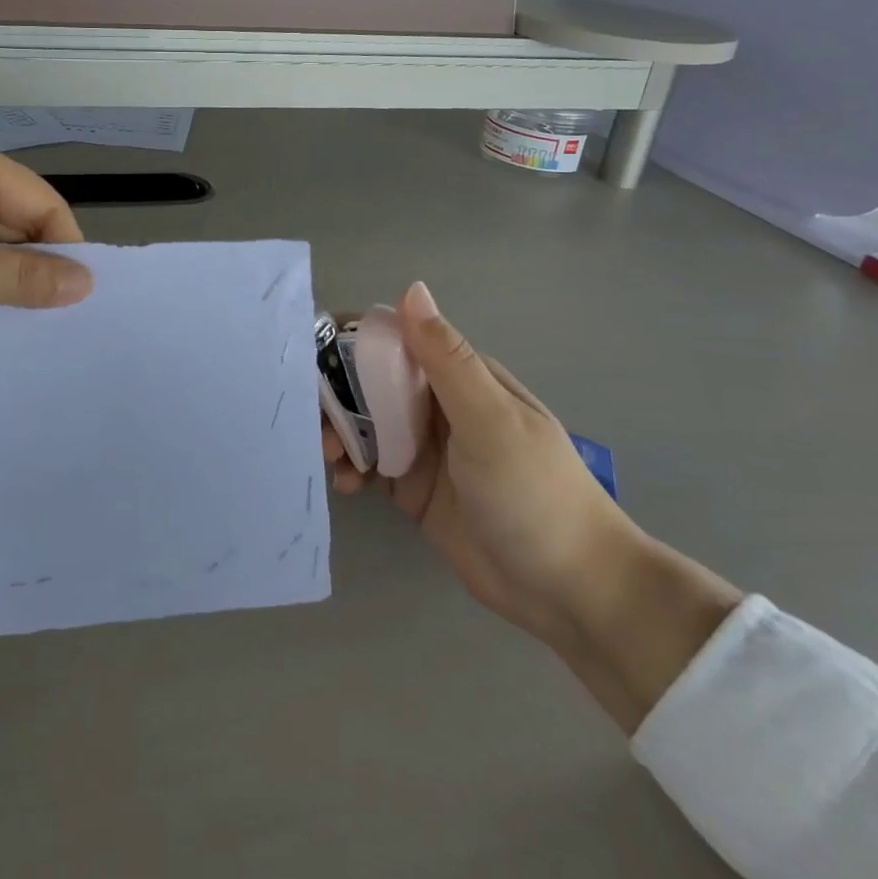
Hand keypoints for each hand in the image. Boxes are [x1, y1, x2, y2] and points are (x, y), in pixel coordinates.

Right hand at [323, 282, 633, 643]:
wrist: (570, 590)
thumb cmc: (533, 493)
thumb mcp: (490, 420)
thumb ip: (446, 359)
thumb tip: (411, 288)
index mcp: (458, 377)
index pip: (395, 341)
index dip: (350, 343)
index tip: (308, 357)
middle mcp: (437, 405)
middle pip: (370, 383)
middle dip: (336, 395)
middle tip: (315, 423)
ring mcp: (424, 447)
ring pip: (364, 423)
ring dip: (339, 432)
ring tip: (330, 459)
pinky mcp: (413, 488)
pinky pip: (369, 464)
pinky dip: (351, 468)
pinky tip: (345, 485)